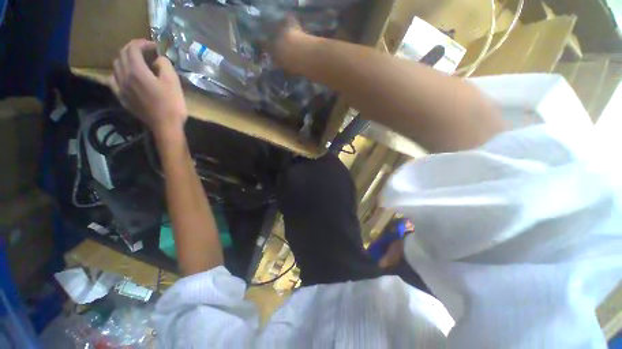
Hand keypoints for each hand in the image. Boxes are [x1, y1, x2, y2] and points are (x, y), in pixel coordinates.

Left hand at [108, 39, 186, 137]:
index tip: (154, 46)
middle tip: (146, 51)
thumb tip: (158, 60)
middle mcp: (124, 76)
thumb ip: (164, 65)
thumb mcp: (173, 82)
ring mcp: (120, 88)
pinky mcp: (121, 97)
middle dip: (133, 49)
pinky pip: (112, 80)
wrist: (165, 126)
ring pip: (116, 66)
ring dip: (125, 59)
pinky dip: (118, 73)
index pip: (133, 48)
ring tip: (137, 62)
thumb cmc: (172, 104)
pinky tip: (125, 76)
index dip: (143, 43)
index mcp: (136, 71)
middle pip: (122, 54)